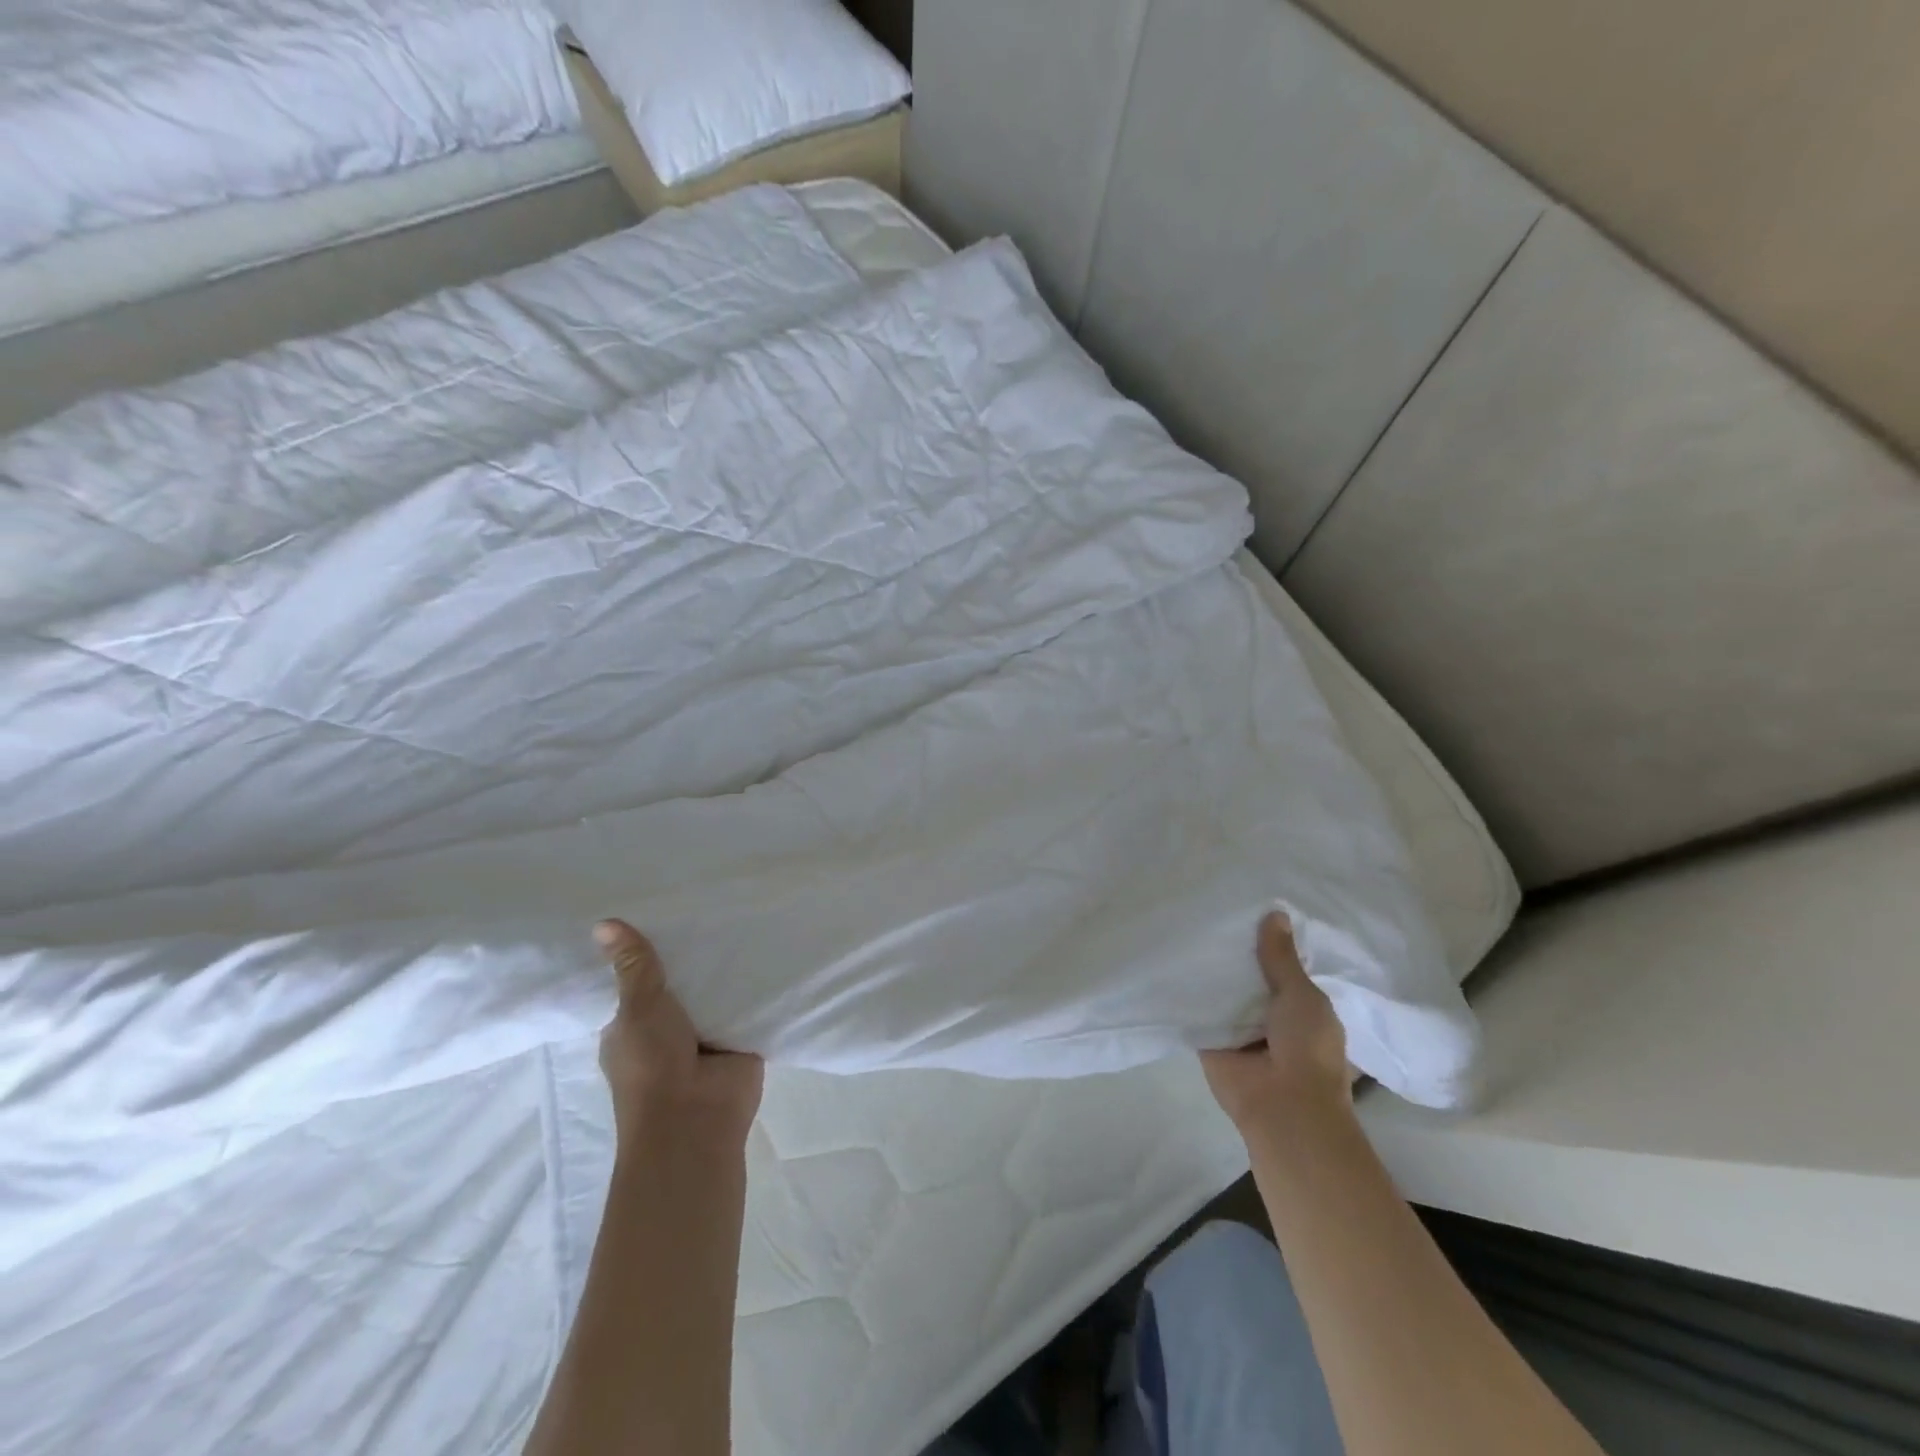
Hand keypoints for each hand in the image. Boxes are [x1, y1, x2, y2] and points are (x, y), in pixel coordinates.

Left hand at [594, 919, 763, 1144]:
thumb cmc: (652, 1064)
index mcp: (632, 1025)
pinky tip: (770, 945)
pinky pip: (748, 1004)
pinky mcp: (740, 1038)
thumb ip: (633, 965)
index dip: (647, 950)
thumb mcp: (639, 1007)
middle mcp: (668, 1028)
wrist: (696, 1118)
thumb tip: (602, 922)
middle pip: (682, 981)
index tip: (663, 908)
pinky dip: (757, 984)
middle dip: (694, 953)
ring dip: (727, 967)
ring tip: (744, 912)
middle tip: (712, 900)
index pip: (636, 980)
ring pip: (716, 991)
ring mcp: (706, 1034)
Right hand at [1201, 911, 1351, 1131]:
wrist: (1283, 1107)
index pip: (1283, 968)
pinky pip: (1197, 1009)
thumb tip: (1275, 912)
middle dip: (1235, 953)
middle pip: (1249, 977)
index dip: (1269, 943)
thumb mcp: (1302, 995)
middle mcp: (1270, 1016)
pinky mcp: (1210, 1039)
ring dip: (1210, 971)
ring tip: (1186, 925)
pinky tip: (1169, 959)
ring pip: (1222, 992)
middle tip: (1210, 910)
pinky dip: (1186, 991)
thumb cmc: (1307, 1049)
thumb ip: (1281, 958)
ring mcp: (1239, 1029)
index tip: (1248, 908)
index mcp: (1302, 1007)